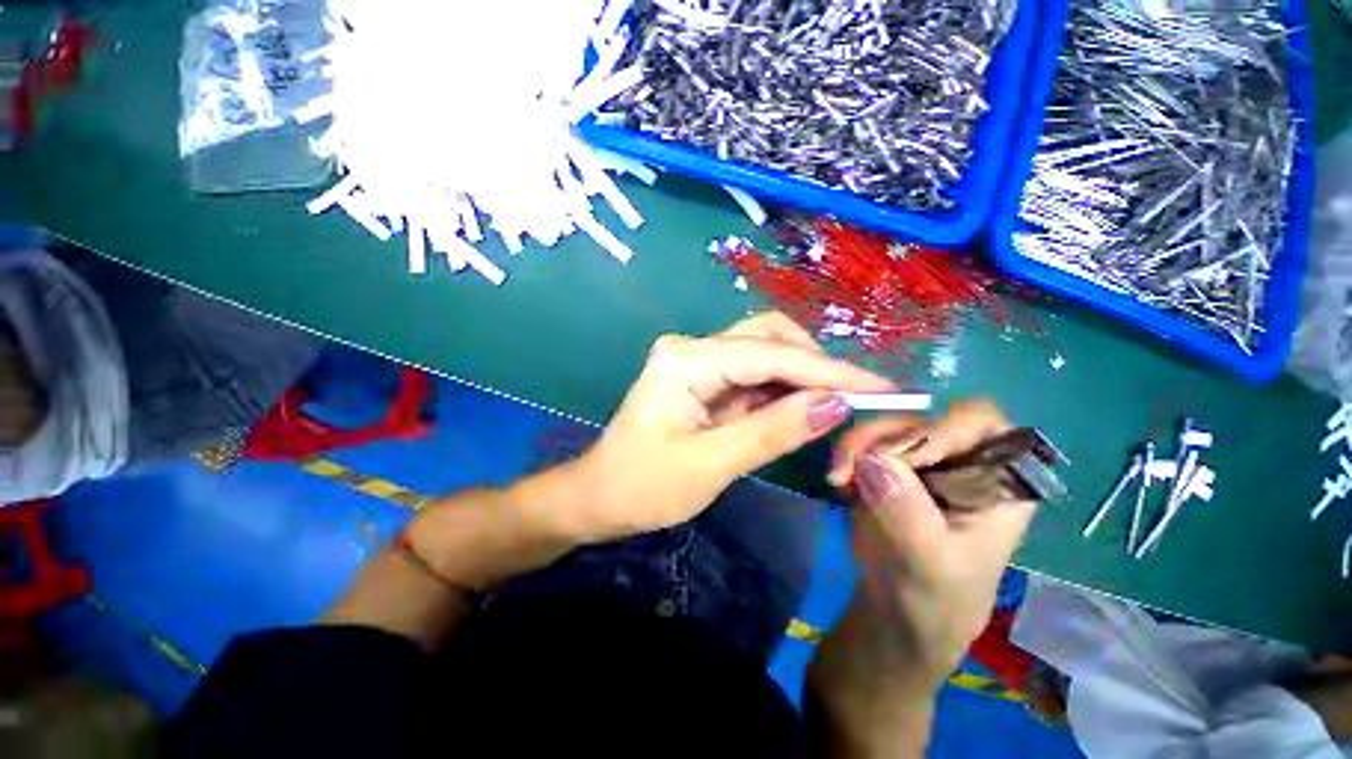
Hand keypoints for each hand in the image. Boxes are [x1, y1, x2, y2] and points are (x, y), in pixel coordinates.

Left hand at [569, 311, 892, 542]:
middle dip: (814, 365)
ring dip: (800, 378)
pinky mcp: (702, 379)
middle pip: (767, 337)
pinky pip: (751, 376)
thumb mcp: (712, 464)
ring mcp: (696, 361)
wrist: (600, 496)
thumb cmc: (644, 486)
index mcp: (686, 359)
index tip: (881, 387)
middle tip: (854, 399)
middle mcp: (692, 348)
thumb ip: (774, 430)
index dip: (828, 371)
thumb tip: (836, 405)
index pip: (770, 355)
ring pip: (763, 354)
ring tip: (836, 407)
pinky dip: (780, 391)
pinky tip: (800, 410)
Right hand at [831, 400, 1037, 685]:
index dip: (940, 428)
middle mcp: (959, 460)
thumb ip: (908, 515)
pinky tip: (838, 483)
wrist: (895, 615)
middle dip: (880, 438)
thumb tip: (876, 459)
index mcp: (998, 482)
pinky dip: (844, 455)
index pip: (979, 424)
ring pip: (885, 427)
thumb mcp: (930, 566)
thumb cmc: (935, 601)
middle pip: (920, 418)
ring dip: (855, 446)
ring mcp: (918, 461)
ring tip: (836, 480)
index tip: (899, 456)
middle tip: (846, 469)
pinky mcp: (885, 467)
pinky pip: (861, 442)